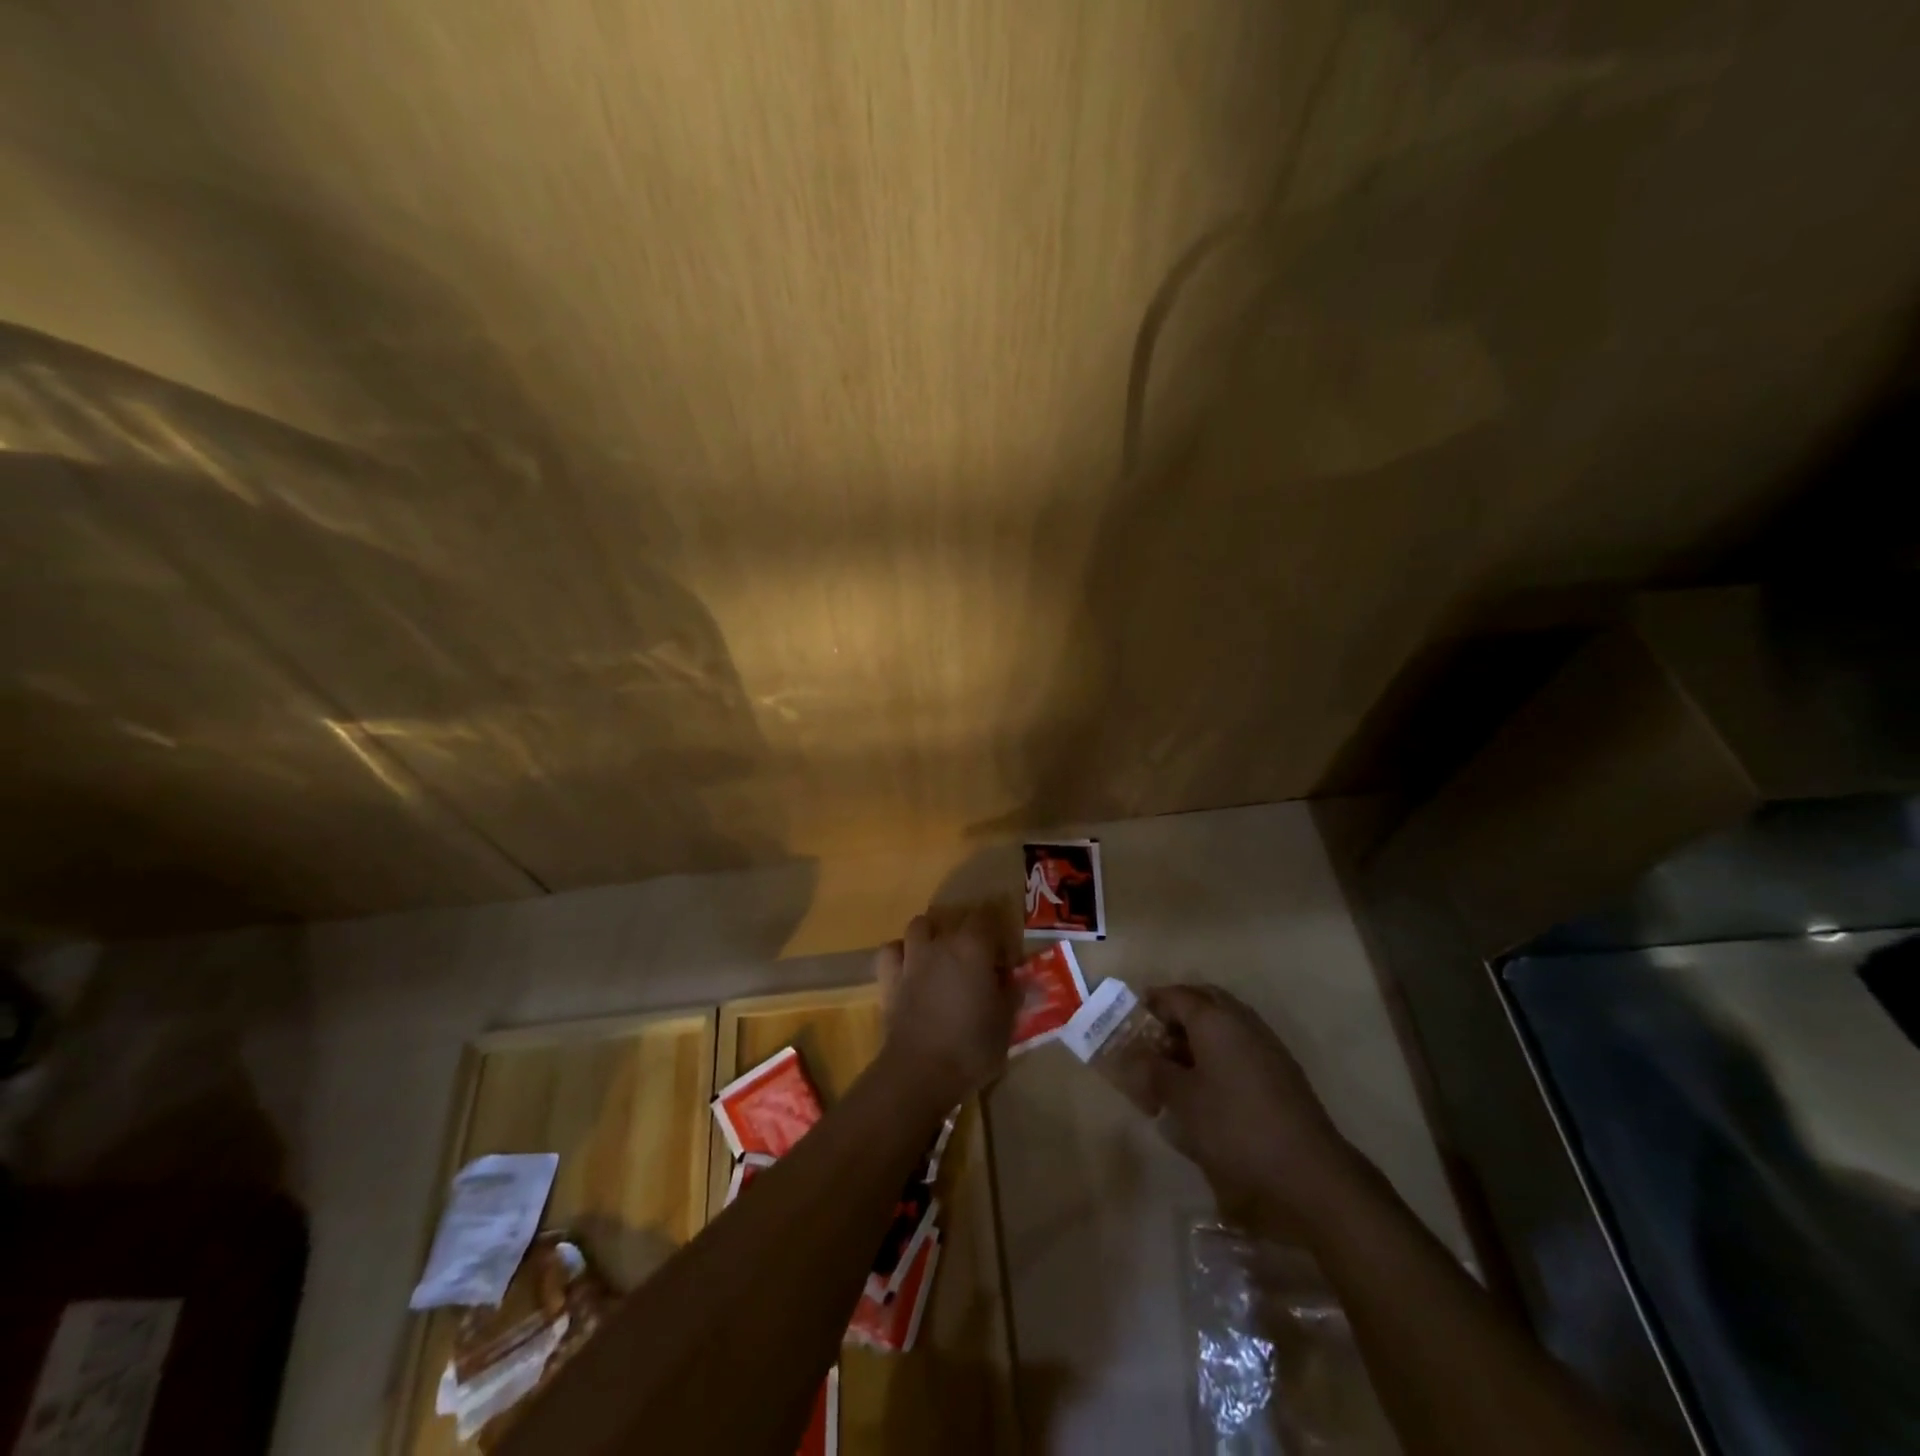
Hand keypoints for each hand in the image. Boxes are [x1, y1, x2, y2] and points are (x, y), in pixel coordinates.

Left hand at [873, 907, 1016, 1108]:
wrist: (921, 1071)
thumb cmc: (971, 1046)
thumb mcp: (1006, 1023)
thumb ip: (1014, 994)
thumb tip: (1022, 979)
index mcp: (973, 948)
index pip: (988, 918)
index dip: (999, 936)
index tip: (1006, 963)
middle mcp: (941, 944)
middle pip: (955, 919)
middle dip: (969, 932)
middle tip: (979, 961)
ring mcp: (912, 958)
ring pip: (919, 925)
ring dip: (932, 934)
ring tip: (941, 955)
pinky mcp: (889, 978)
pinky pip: (891, 951)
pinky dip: (900, 953)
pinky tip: (909, 966)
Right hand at [1146, 984, 1362, 1237]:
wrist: (1309, 1171)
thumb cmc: (1235, 1128)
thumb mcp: (1182, 1101)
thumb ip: (1154, 1071)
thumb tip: (1132, 1055)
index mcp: (1214, 1019)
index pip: (1175, 995)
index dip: (1149, 1004)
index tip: (1129, 1021)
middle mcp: (1241, 1020)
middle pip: (1202, 1001)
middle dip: (1176, 1013)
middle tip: (1153, 1039)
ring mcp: (1265, 1043)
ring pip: (1224, 1022)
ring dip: (1197, 1034)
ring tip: (1176, 1067)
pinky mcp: (1280, 1069)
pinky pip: (1240, 1044)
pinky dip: (1218, 1051)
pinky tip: (1208, 1086)